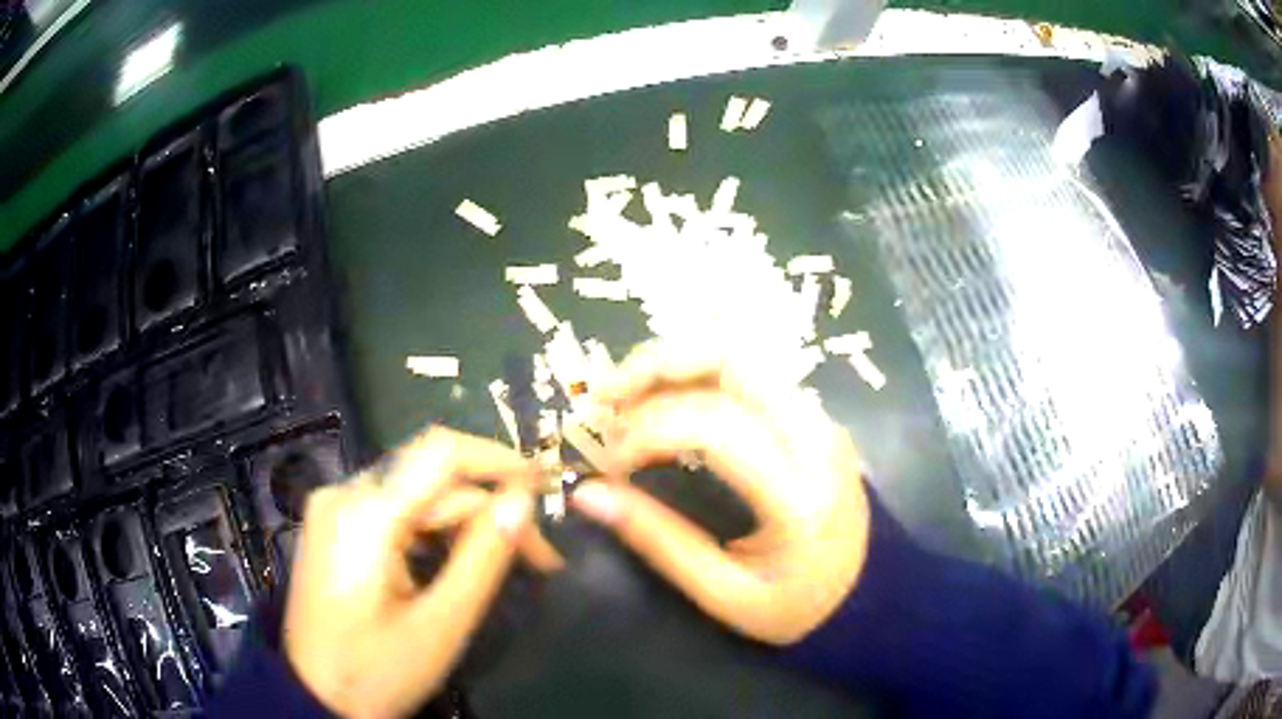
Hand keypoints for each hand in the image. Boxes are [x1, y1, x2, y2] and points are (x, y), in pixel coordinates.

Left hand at [284, 427, 560, 717]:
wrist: (312, 696)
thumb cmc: (376, 672)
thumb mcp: (439, 625)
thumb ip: (482, 558)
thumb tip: (523, 501)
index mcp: (364, 513)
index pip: (442, 453)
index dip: (501, 461)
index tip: (549, 487)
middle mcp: (344, 493)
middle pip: (432, 478)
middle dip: (491, 510)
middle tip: (540, 559)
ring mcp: (334, 509)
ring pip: (416, 495)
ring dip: (465, 523)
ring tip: (506, 565)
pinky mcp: (335, 528)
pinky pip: (395, 512)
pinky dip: (434, 532)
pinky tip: (456, 565)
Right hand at [571, 342, 870, 645]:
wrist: (869, 593)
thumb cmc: (799, 606)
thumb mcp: (725, 594)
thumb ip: (659, 542)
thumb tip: (587, 495)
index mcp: (799, 495)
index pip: (715, 428)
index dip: (647, 433)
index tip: (611, 465)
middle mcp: (816, 438)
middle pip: (734, 361)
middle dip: (658, 364)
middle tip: (606, 397)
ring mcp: (820, 418)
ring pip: (743, 353)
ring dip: (677, 360)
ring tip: (627, 393)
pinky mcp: (814, 415)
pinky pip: (752, 371)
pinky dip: (700, 372)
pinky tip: (667, 397)